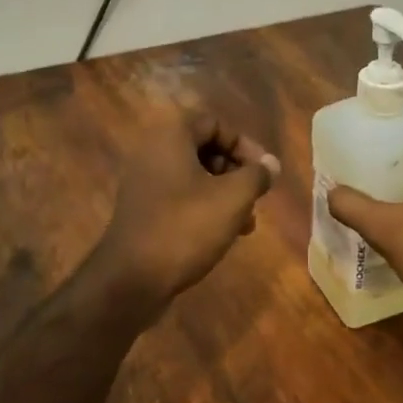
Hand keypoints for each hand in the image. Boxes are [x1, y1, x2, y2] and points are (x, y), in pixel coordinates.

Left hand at [92, 108, 280, 305]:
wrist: (132, 279)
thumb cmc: (186, 228)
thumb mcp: (233, 198)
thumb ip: (257, 175)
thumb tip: (270, 164)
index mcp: (170, 137)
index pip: (214, 123)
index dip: (244, 144)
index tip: (263, 172)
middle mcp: (153, 153)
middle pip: (205, 149)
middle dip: (236, 172)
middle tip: (255, 197)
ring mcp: (144, 183)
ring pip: (195, 177)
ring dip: (224, 194)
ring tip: (246, 222)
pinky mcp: (143, 211)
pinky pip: (180, 198)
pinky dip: (204, 208)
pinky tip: (224, 234)